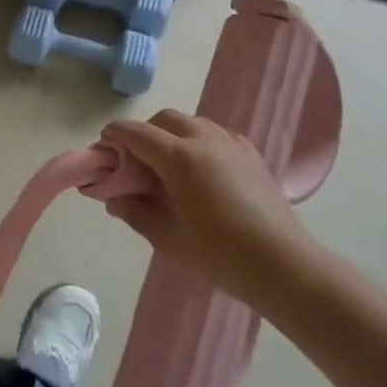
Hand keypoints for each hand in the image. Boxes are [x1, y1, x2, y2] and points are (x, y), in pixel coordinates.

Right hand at [101, 110, 320, 310]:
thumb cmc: (220, 254)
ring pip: (192, 123)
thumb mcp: (167, 238)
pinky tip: (202, 172)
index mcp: (179, 157)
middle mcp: (204, 139)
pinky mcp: (251, 154)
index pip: (135, 133)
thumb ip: (136, 212)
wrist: (284, 266)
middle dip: (144, 133)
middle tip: (136, 164)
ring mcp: (231, 144)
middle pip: (164, 119)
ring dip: (172, 135)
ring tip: (169, 169)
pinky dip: (199, 142)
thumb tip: (114, 199)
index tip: (103, 151)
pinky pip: (216, 135)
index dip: (114, 137)